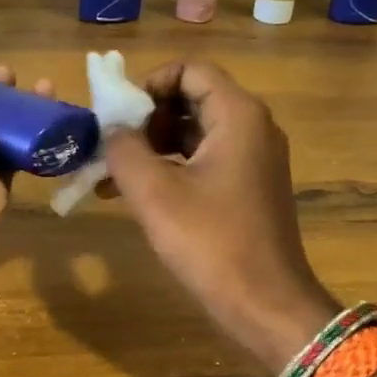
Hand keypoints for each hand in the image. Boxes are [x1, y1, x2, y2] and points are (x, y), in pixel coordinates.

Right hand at [103, 61, 337, 372]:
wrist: (266, 306)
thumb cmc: (211, 243)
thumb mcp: (154, 193)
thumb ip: (124, 149)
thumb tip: (110, 127)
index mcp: (238, 116)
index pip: (190, 70)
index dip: (149, 84)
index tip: (117, 115)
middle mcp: (252, 128)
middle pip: (192, 99)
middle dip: (145, 119)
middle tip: (112, 147)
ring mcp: (253, 159)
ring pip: (194, 133)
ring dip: (152, 147)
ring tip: (111, 177)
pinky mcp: (248, 188)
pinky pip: (204, 161)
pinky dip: (170, 169)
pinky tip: (135, 196)